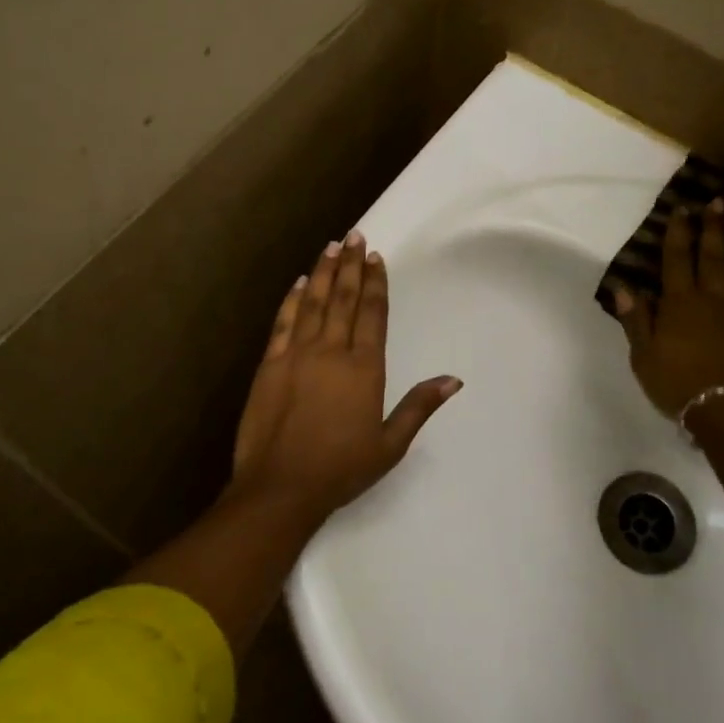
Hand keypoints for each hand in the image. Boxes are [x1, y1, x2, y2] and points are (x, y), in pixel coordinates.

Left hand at [229, 231, 460, 522]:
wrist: (280, 486)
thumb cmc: (340, 469)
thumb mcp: (390, 444)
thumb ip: (419, 407)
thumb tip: (454, 380)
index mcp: (364, 369)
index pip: (372, 314)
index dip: (376, 283)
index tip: (377, 257)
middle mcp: (331, 351)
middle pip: (344, 299)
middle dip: (351, 265)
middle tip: (355, 235)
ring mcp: (297, 354)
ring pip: (314, 302)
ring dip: (325, 272)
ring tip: (332, 246)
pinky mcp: (270, 364)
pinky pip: (283, 322)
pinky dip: (293, 299)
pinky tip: (300, 282)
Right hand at [612, 200, 723, 419]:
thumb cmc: (678, 385)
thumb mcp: (643, 356)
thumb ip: (636, 319)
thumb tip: (624, 287)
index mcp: (681, 304)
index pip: (677, 259)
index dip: (678, 233)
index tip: (681, 209)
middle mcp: (715, 299)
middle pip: (713, 257)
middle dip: (713, 228)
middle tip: (716, 203)